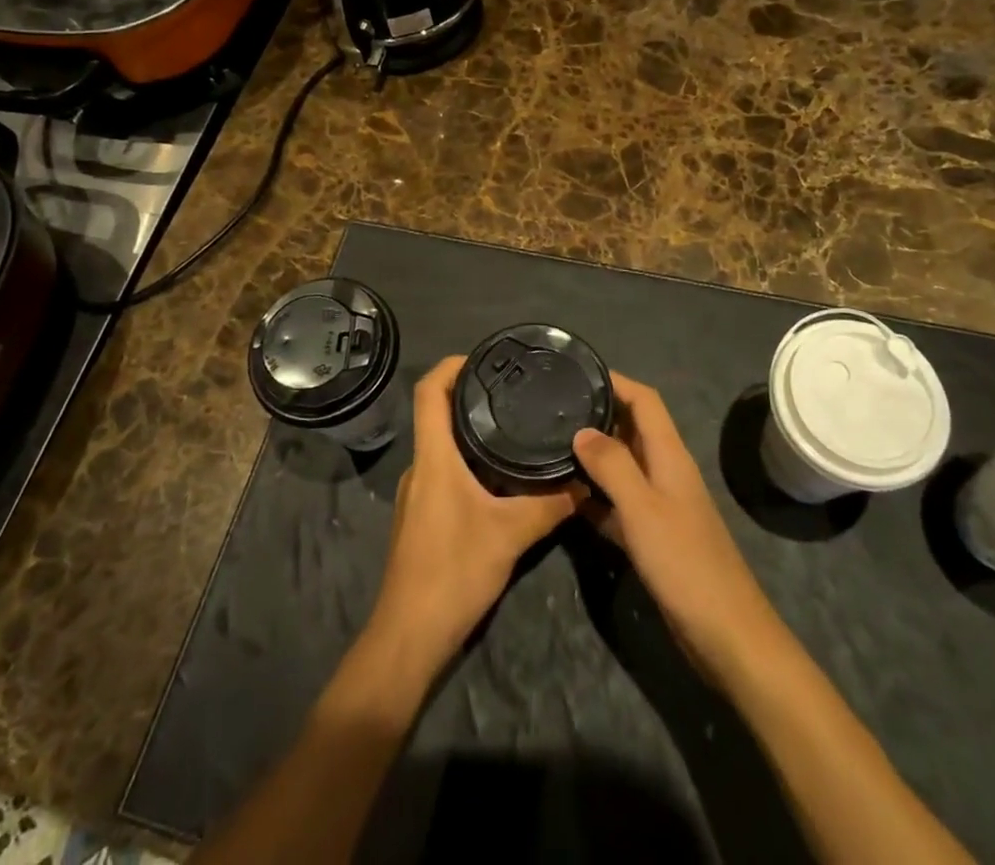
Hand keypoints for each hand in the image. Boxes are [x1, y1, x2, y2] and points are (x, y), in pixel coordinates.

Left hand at [366, 356, 578, 675]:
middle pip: (437, 414)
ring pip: (443, 446)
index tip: (486, 357)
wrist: (409, 637)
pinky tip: (502, 475)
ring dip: (473, 431)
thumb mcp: (511, 534)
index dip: (452, 365)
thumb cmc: (452, 573)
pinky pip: (446, 471)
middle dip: (471, 396)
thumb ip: (550, 504)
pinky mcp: (424, 516)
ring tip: (515, 425)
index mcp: (433, 457)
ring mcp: (419, 493)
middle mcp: (421, 466)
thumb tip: (585, 480)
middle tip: (514, 390)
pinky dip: (471, 461)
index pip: (429, 391)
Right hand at [575, 376, 787, 690]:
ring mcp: (661, 505)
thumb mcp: (643, 508)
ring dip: (594, 455)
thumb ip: (612, 465)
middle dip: (598, 414)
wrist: (726, 634)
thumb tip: (580, 430)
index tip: (578, 372)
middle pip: (632, 428)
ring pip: (623, 466)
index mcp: (669, 455)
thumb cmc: (685, 563)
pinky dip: (597, 497)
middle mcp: (665, 471)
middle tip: (554, 409)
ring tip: (552, 446)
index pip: (644, 400)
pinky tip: (568, 499)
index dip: (616, 381)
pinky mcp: (654, 537)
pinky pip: (620, 504)